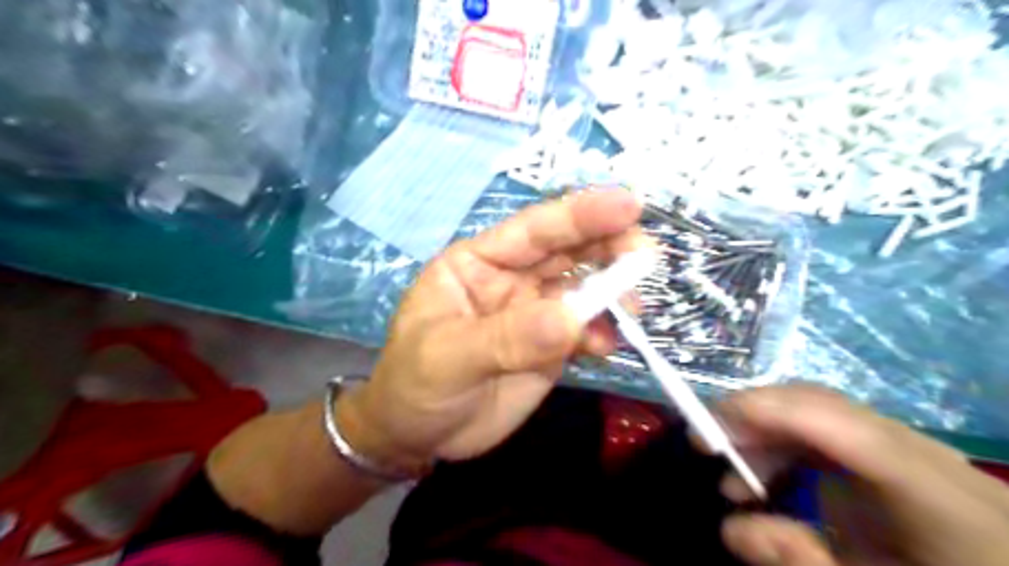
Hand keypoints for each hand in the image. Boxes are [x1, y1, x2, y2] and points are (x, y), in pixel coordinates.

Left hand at [339, 191, 648, 472]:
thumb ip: (507, 338)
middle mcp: (511, 279)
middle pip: (566, 251)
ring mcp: (533, 312)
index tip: (629, 205)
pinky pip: (584, 330)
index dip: (579, 215)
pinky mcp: (549, 345)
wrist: (418, 436)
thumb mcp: (449, 358)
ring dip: (612, 291)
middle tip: (646, 254)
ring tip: (633, 308)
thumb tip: (571, 319)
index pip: (532, 231)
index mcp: (478, 263)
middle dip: (608, 246)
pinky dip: (602, 333)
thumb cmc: (416, 386)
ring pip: (582, 288)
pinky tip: (607, 347)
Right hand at [712, 386, 1008, 565]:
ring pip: (818, 410)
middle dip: (753, 417)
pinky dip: (785, 444)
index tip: (708, 426)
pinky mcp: (897, 454)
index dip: (769, 411)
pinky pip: (827, 429)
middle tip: (706, 446)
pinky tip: (768, 476)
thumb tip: (729, 529)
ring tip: (734, 480)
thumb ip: (800, 561)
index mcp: (936, 496)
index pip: (841, 426)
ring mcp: (913, 449)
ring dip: (764, 433)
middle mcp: (925, 455)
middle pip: (822, 405)